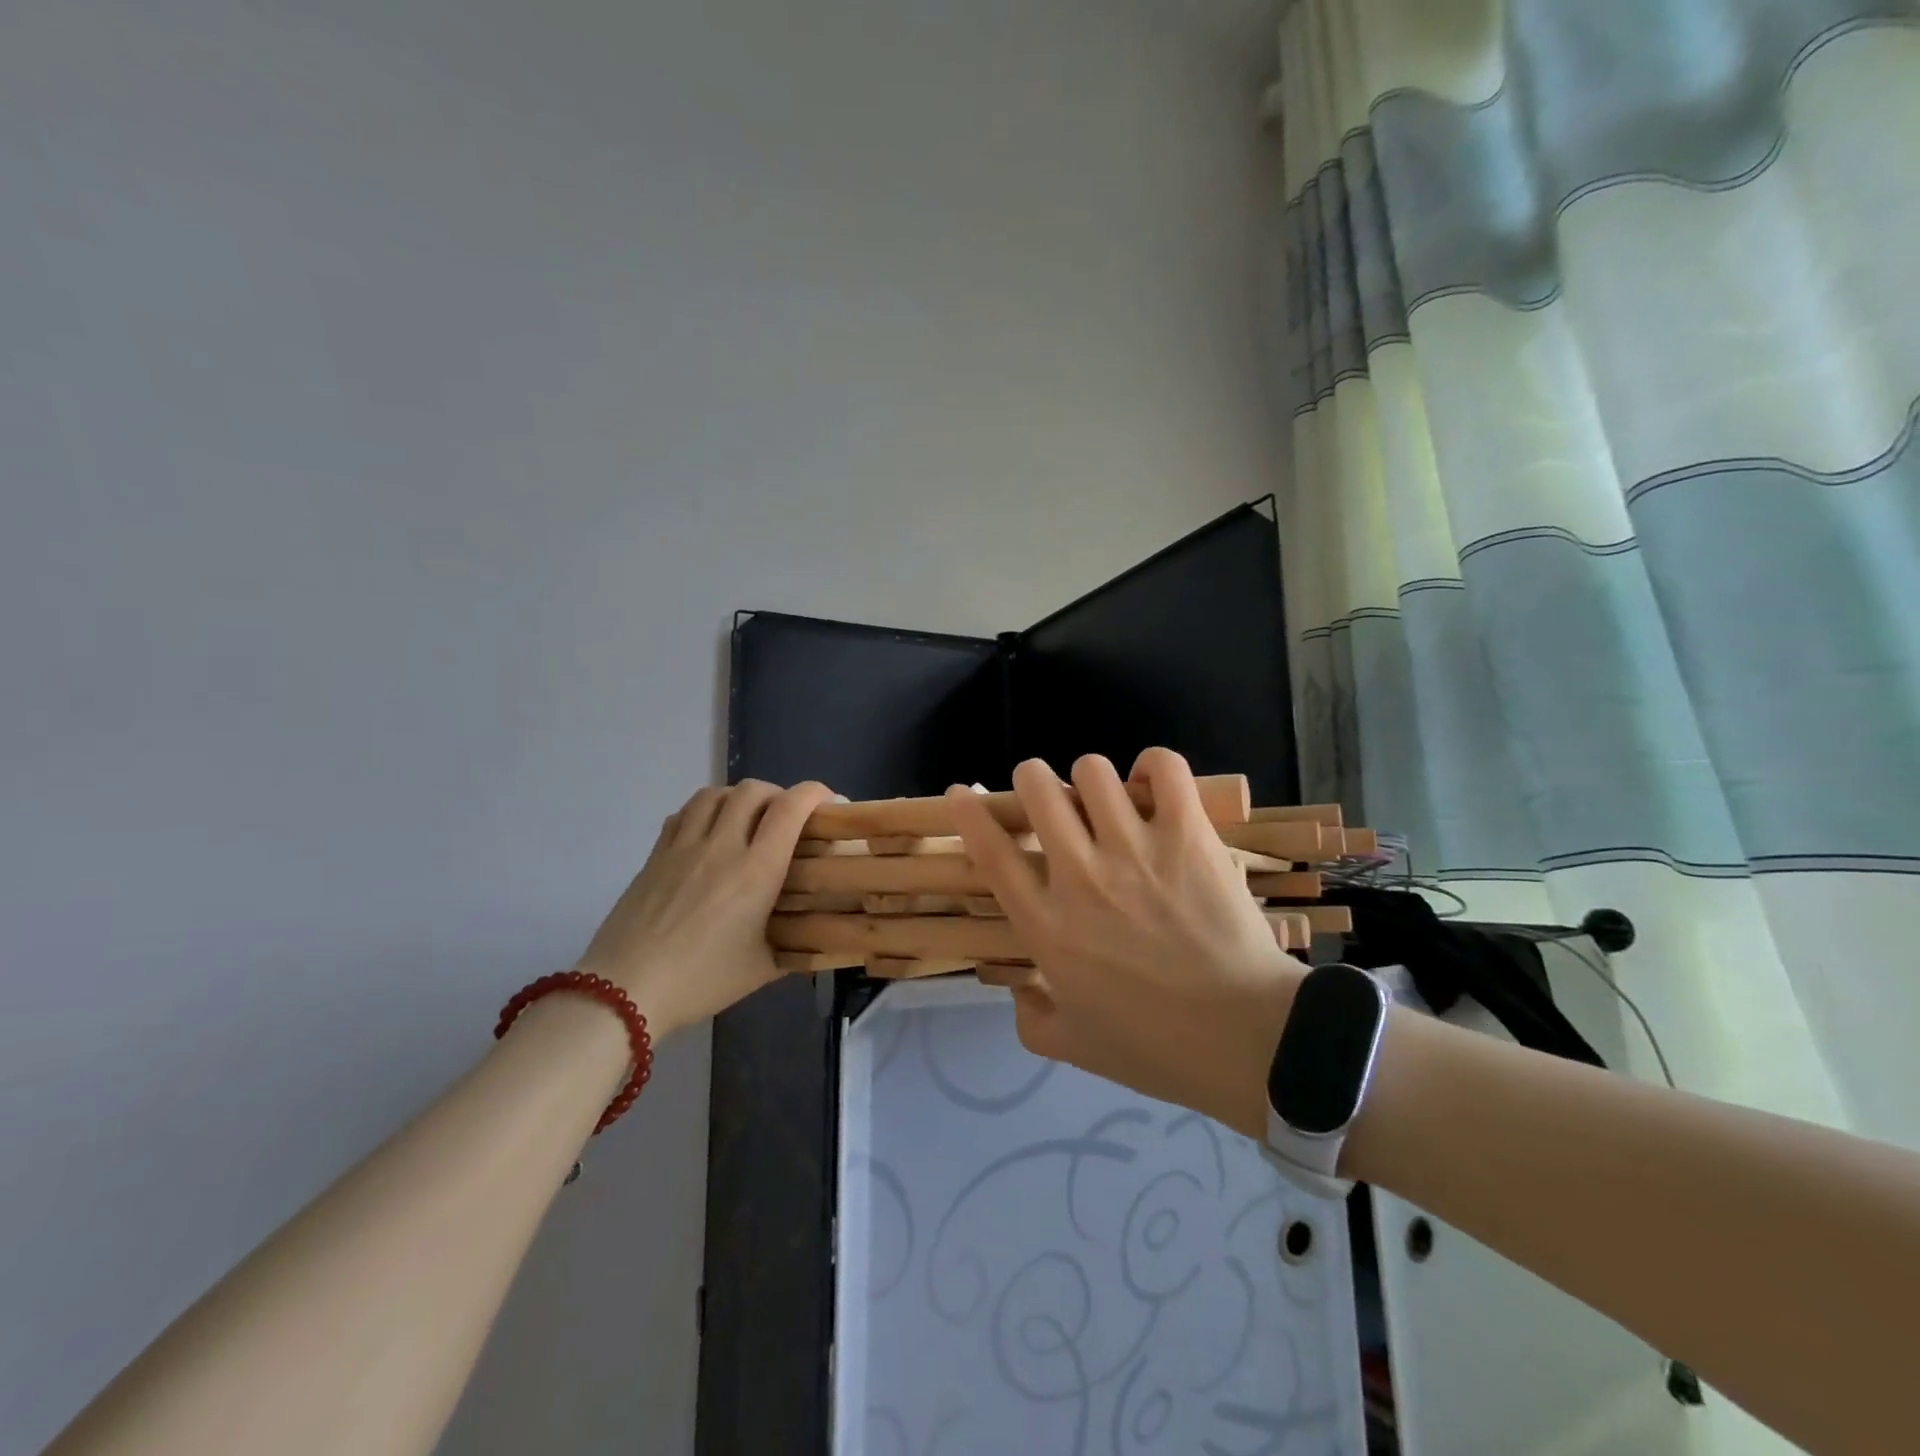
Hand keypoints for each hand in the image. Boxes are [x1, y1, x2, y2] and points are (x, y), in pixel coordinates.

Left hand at [576, 779, 834, 1037]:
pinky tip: (707, 832)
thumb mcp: (762, 969)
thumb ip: (796, 946)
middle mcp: (721, 847)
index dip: (814, 793)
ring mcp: (683, 847)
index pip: (790, 809)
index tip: (828, 800)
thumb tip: (824, 938)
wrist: (624, 992)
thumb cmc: (701, 981)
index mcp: (756, 871)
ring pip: (715, 794)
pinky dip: (704, 811)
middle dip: (779, 794)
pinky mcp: (655, 855)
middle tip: (787, 817)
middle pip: (753, 790)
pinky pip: (683, 814)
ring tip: (747, 818)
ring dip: (739, 797)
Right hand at [947, 750, 1303, 1137]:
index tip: (963, 792)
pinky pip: (1162, 768)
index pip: (991, 851)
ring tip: (1107, 800)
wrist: (1249, 1041)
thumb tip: (1018, 988)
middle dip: (1032, 781)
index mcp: (1047, 926)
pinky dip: (1151, 767)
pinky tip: (1150, 786)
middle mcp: (1081, 876)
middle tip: (1050, 800)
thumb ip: (1030, 1019)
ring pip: (1092, 771)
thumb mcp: (1074, 1047)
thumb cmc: (1157, 1048)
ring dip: (1090, 780)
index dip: (968, 812)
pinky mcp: (1187, 835)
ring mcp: (1135, 850)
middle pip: (1037, 789)